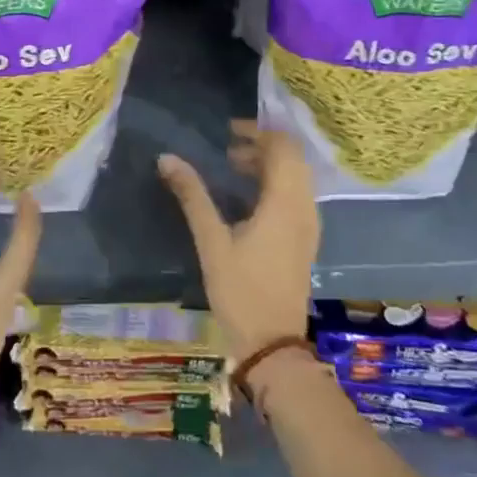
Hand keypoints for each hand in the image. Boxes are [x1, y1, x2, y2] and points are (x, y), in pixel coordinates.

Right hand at [158, 121, 319, 358]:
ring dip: (269, 165)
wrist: (273, 345)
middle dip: (263, 146)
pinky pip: (296, 195)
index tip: (228, 131)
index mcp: (285, 202)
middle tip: (227, 148)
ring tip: (233, 168)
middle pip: (293, 159)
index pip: (283, 147)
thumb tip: (167, 158)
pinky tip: (247, 198)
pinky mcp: (306, 240)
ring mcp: (309, 225)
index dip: (258, 132)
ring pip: (296, 177)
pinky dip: (276, 184)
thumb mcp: (212, 242)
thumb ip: (192, 196)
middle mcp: (304, 207)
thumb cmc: (241, 291)